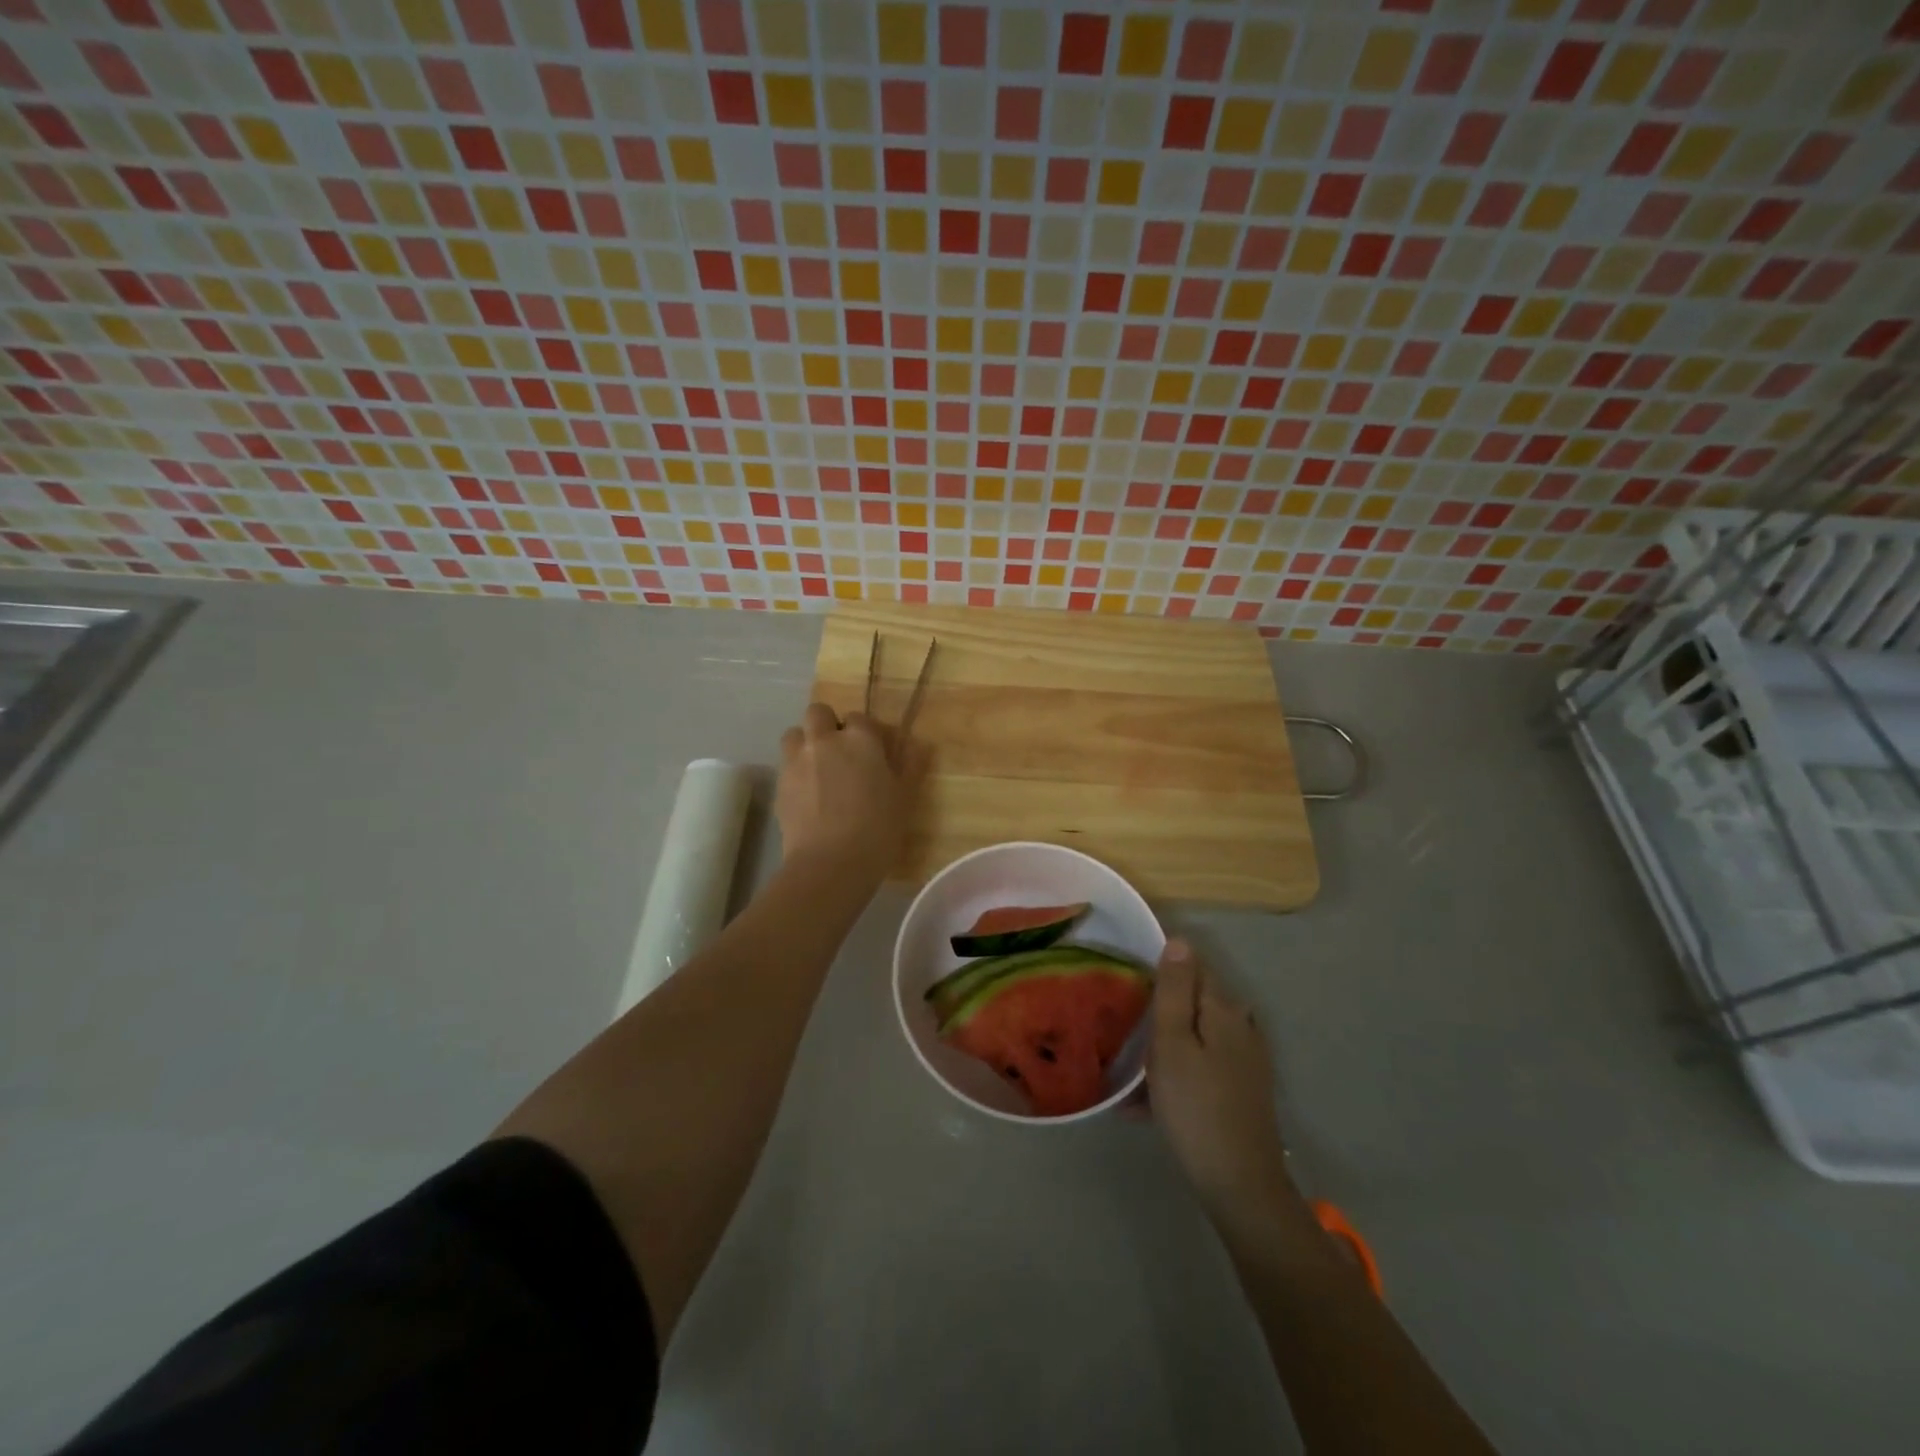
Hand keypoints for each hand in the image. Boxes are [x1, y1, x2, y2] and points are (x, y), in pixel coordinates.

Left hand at [776, 703, 923, 883]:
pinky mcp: (779, 785)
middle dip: (827, 725)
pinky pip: (785, 765)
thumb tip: (918, 743)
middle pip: (818, 713)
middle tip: (840, 753)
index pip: (859, 718)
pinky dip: (795, 772)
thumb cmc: (877, 829)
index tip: (872, 752)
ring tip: (818, 769)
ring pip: (794, 734)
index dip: (865, 733)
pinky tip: (807, 796)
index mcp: (860, 739)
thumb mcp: (904, 797)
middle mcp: (824, 741)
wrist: (830, 863)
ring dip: (805, 743)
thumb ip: (910, 765)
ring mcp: (796, 761)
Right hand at [1149, 941, 1298, 1222]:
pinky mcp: (1241, 1090)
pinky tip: (1145, 1102)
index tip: (1126, 982)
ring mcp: (1245, 1061)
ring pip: (1194, 1036)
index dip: (1160, 968)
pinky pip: (1200, 1066)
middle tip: (1120, 1025)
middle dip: (1159, 1008)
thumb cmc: (1196, 1107)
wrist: (1239, 1185)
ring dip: (1162, 1045)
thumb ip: (1175, 990)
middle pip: (1193, 1002)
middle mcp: (1240, 1027)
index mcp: (1224, 1009)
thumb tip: (1179, 940)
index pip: (1193, 966)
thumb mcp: (1173, 1043)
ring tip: (1126, 1069)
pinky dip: (1175, 1074)